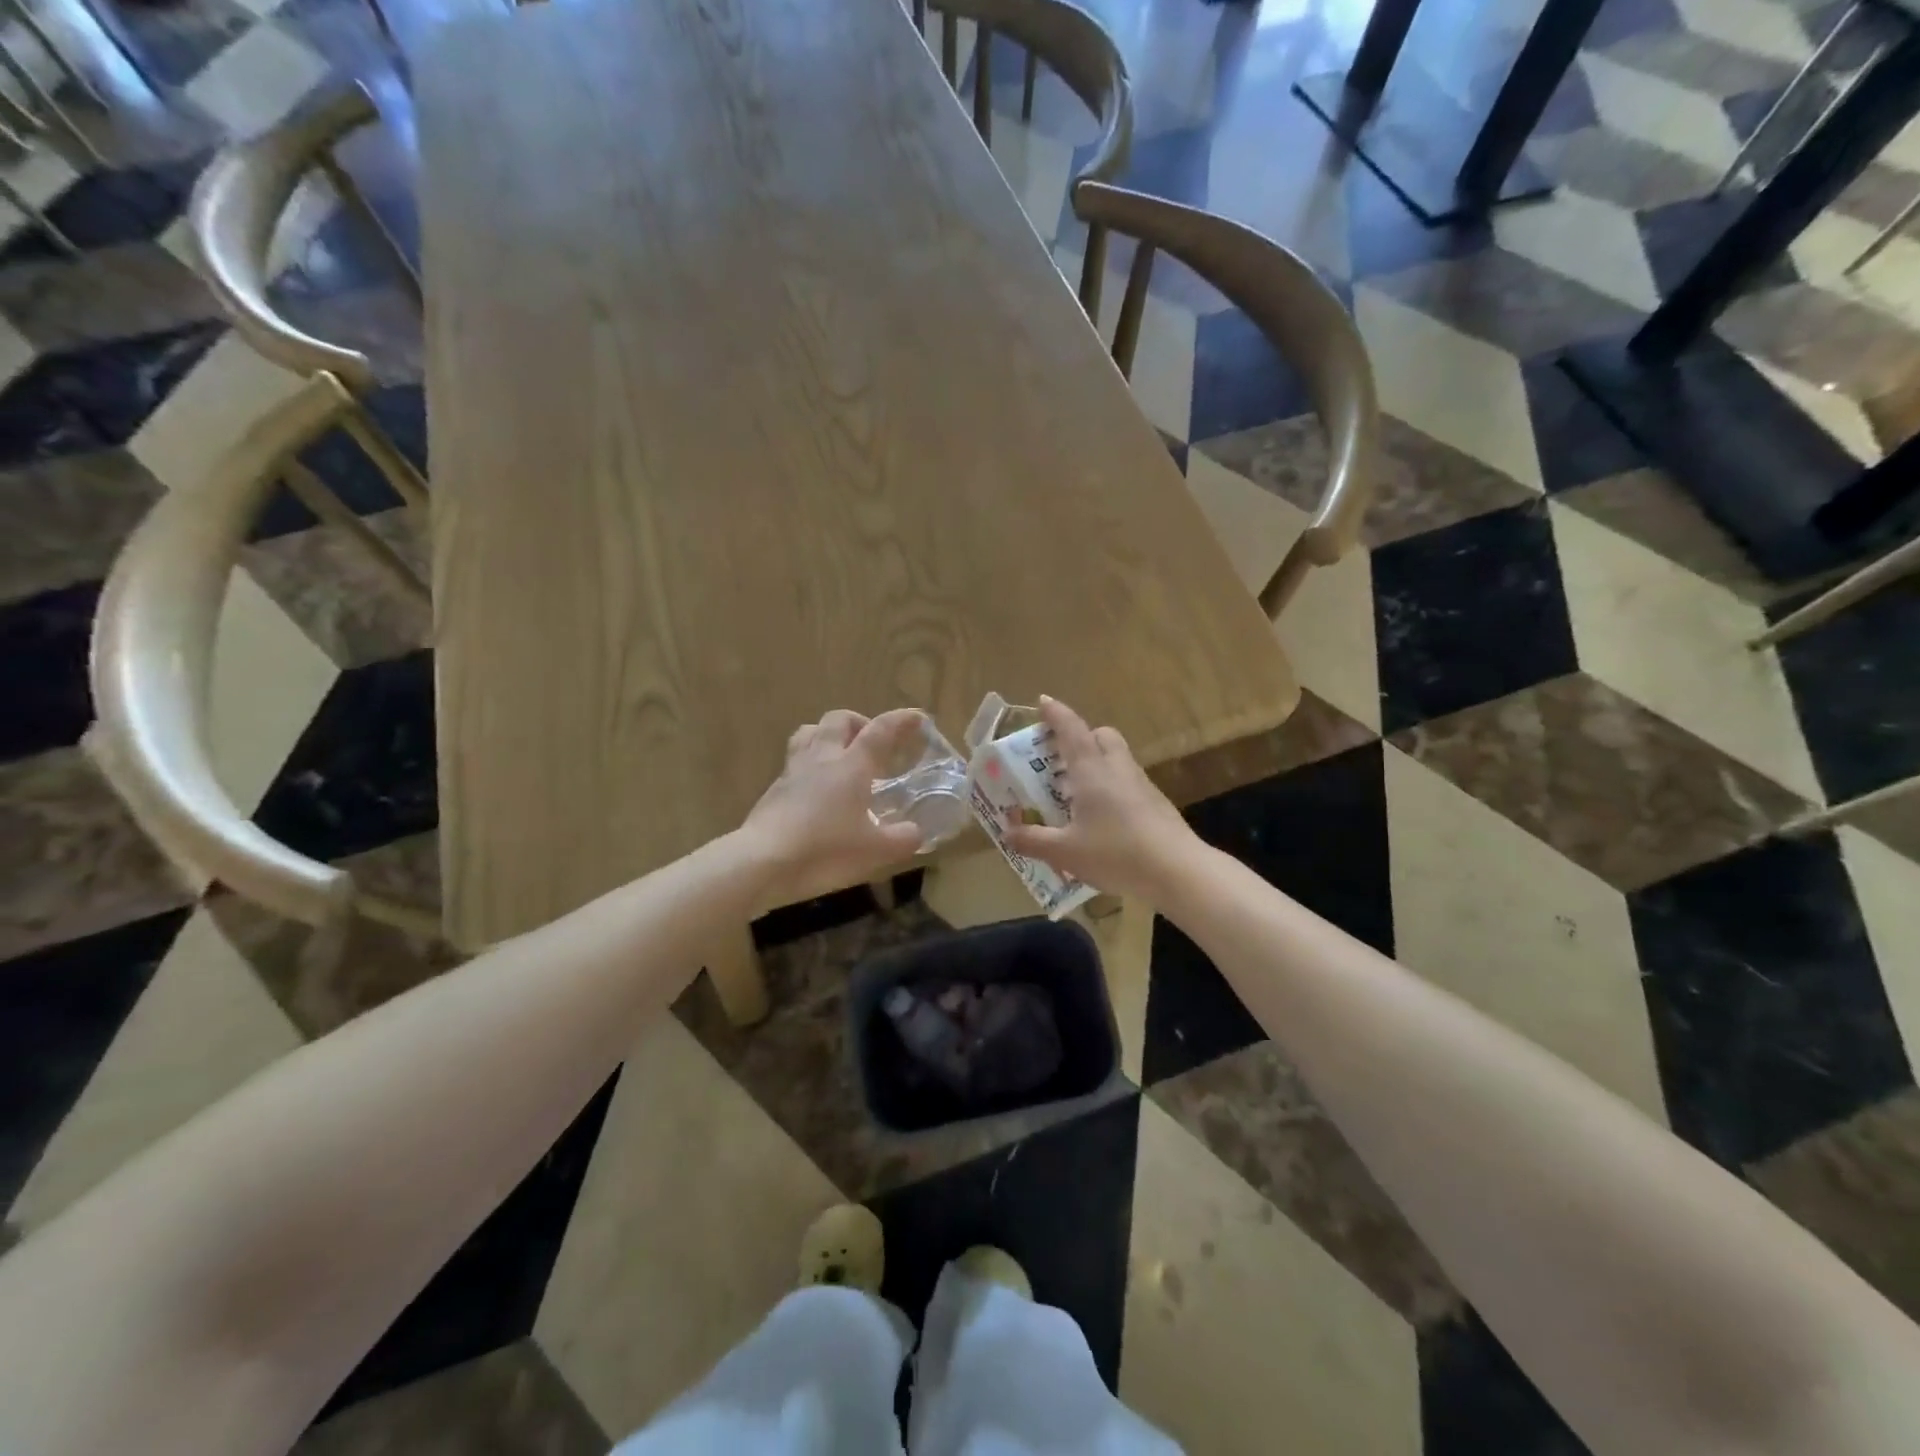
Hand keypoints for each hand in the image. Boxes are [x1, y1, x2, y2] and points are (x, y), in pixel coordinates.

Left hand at [740, 709, 925, 902]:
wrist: (762, 862)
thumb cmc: (825, 850)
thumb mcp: (875, 851)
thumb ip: (902, 839)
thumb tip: (915, 833)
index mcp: (852, 765)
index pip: (881, 730)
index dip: (902, 720)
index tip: (918, 717)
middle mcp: (823, 758)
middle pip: (839, 719)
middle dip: (860, 722)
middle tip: (873, 742)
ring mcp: (794, 771)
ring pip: (810, 732)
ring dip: (828, 734)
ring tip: (841, 755)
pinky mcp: (774, 789)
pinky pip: (795, 761)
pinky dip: (811, 764)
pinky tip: (817, 789)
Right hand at [1003, 697, 1197, 901]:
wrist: (1178, 871)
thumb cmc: (1115, 853)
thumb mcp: (1065, 852)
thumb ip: (1033, 840)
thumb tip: (1007, 833)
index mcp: (1091, 770)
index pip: (1071, 729)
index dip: (1055, 713)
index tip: (1043, 702)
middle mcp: (1117, 768)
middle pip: (1101, 735)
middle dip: (1080, 738)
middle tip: (1060, 759)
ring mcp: (1141, 784)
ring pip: (1117, 758)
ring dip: (1096, 763)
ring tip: (1075, 793)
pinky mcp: (1156, 803)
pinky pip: (1127, 782)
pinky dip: (1111, 787)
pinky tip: (1102, 818)